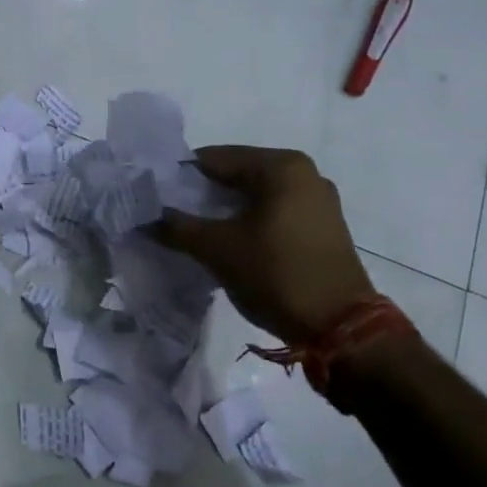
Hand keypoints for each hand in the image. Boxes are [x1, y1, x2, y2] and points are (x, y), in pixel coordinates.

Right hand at [156, 145, 376, 341]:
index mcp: (281, 166)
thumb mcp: (218, 249)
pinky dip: (249, 221)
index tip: (155, 194)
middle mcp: (304, 173)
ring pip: (256, 195)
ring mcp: (318, 200)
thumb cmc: (276, 274)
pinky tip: (228, 241)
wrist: (339, 327)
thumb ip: (178, 227)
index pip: (216, 158)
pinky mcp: (323, 227)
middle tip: (170, 213)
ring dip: (225, 209)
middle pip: (238, 174)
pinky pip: (274, 211)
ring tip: (194, 229)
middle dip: (203, 193)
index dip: (181, 176)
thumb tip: (147, 218)